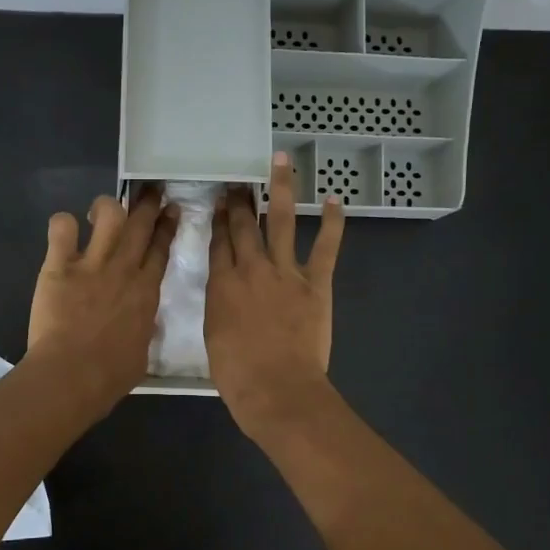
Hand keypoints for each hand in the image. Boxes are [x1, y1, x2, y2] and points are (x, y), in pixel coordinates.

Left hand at [27, 187, 176, 413]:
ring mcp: (92, 265)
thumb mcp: (141, 352)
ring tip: (101, 210)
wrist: (73, 374)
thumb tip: (142, 323)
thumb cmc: (111, 375)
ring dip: (107, 206)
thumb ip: (143, 330)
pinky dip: (63, 224)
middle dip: (148, 203)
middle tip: (151, 190)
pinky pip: (62, 229)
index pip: (160, 249)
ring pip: (108, 215)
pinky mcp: (59, 267)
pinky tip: (64, 230)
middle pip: (140, 225)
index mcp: (146, 292)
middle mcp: (123, 270)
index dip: (167, 226)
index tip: (171, 210)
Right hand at [205, 153, 344, 438]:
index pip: (219, 242)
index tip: (221, 201)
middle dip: (241, 200)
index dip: (219, 219)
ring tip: (281, 162)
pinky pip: (326, 247)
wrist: (277, 388)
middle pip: (244, 225)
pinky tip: (335, 200)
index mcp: (222, 285)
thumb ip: (220, 306)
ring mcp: (285, 272)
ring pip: (282, 221)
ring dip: (281, 189)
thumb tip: (227, 292)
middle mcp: (251, 269)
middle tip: (240, 179)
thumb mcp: (214, 337)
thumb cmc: (238, 374)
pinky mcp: (315, 283)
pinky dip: (332, 223)